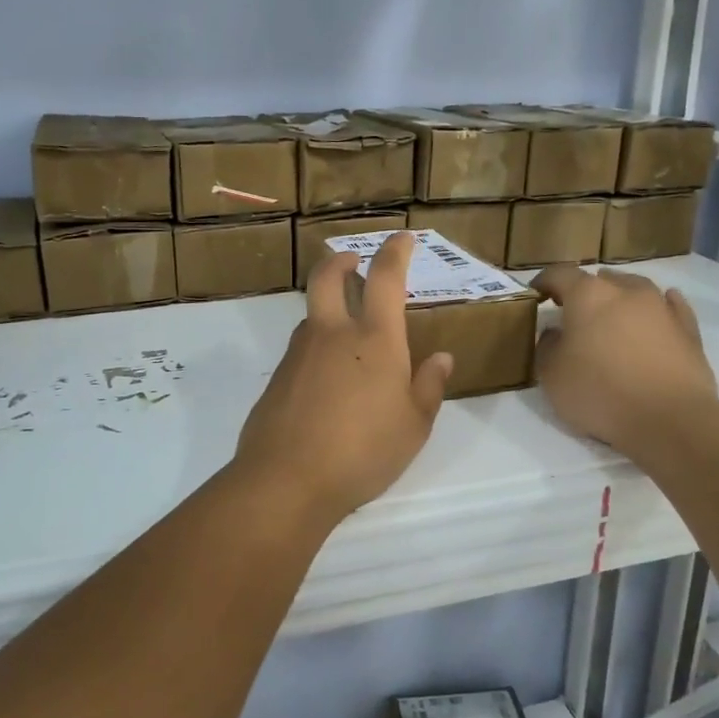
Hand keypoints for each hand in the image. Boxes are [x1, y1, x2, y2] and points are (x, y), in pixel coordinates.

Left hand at [234, 232, 453, 524]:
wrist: (287, 479)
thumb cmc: (364, 451)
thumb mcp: (414, 426)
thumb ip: (429, 386)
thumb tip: (440, 357)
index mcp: (375, 339)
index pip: (385, 278)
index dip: (396, 251)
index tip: (403, 238)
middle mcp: (332, 334)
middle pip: (328, 276)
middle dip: (342, 260)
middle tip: (353, 262)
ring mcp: (299, 353)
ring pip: (312, 315)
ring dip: (328, 309)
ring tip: (347, 335)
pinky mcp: (278, 377)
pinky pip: (301, 349)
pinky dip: (317, 347)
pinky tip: (327, 381)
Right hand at [531, 266, 716, 451]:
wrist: (670, 419)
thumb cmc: (600, 393)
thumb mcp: (551, 375)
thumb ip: (547, 347)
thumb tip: (556, 333)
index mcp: (588, 295)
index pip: (559, 275)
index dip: (543, 282)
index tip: (535, 295)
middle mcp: (626, 291)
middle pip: (600, 279)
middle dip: (584, 291)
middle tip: (573, 313)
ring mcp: (662, 307)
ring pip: (636, 288)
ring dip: (620, 296)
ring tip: (612, 314)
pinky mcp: (688, 329)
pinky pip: (670, 306)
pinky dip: (659, 307)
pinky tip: (657, 313)